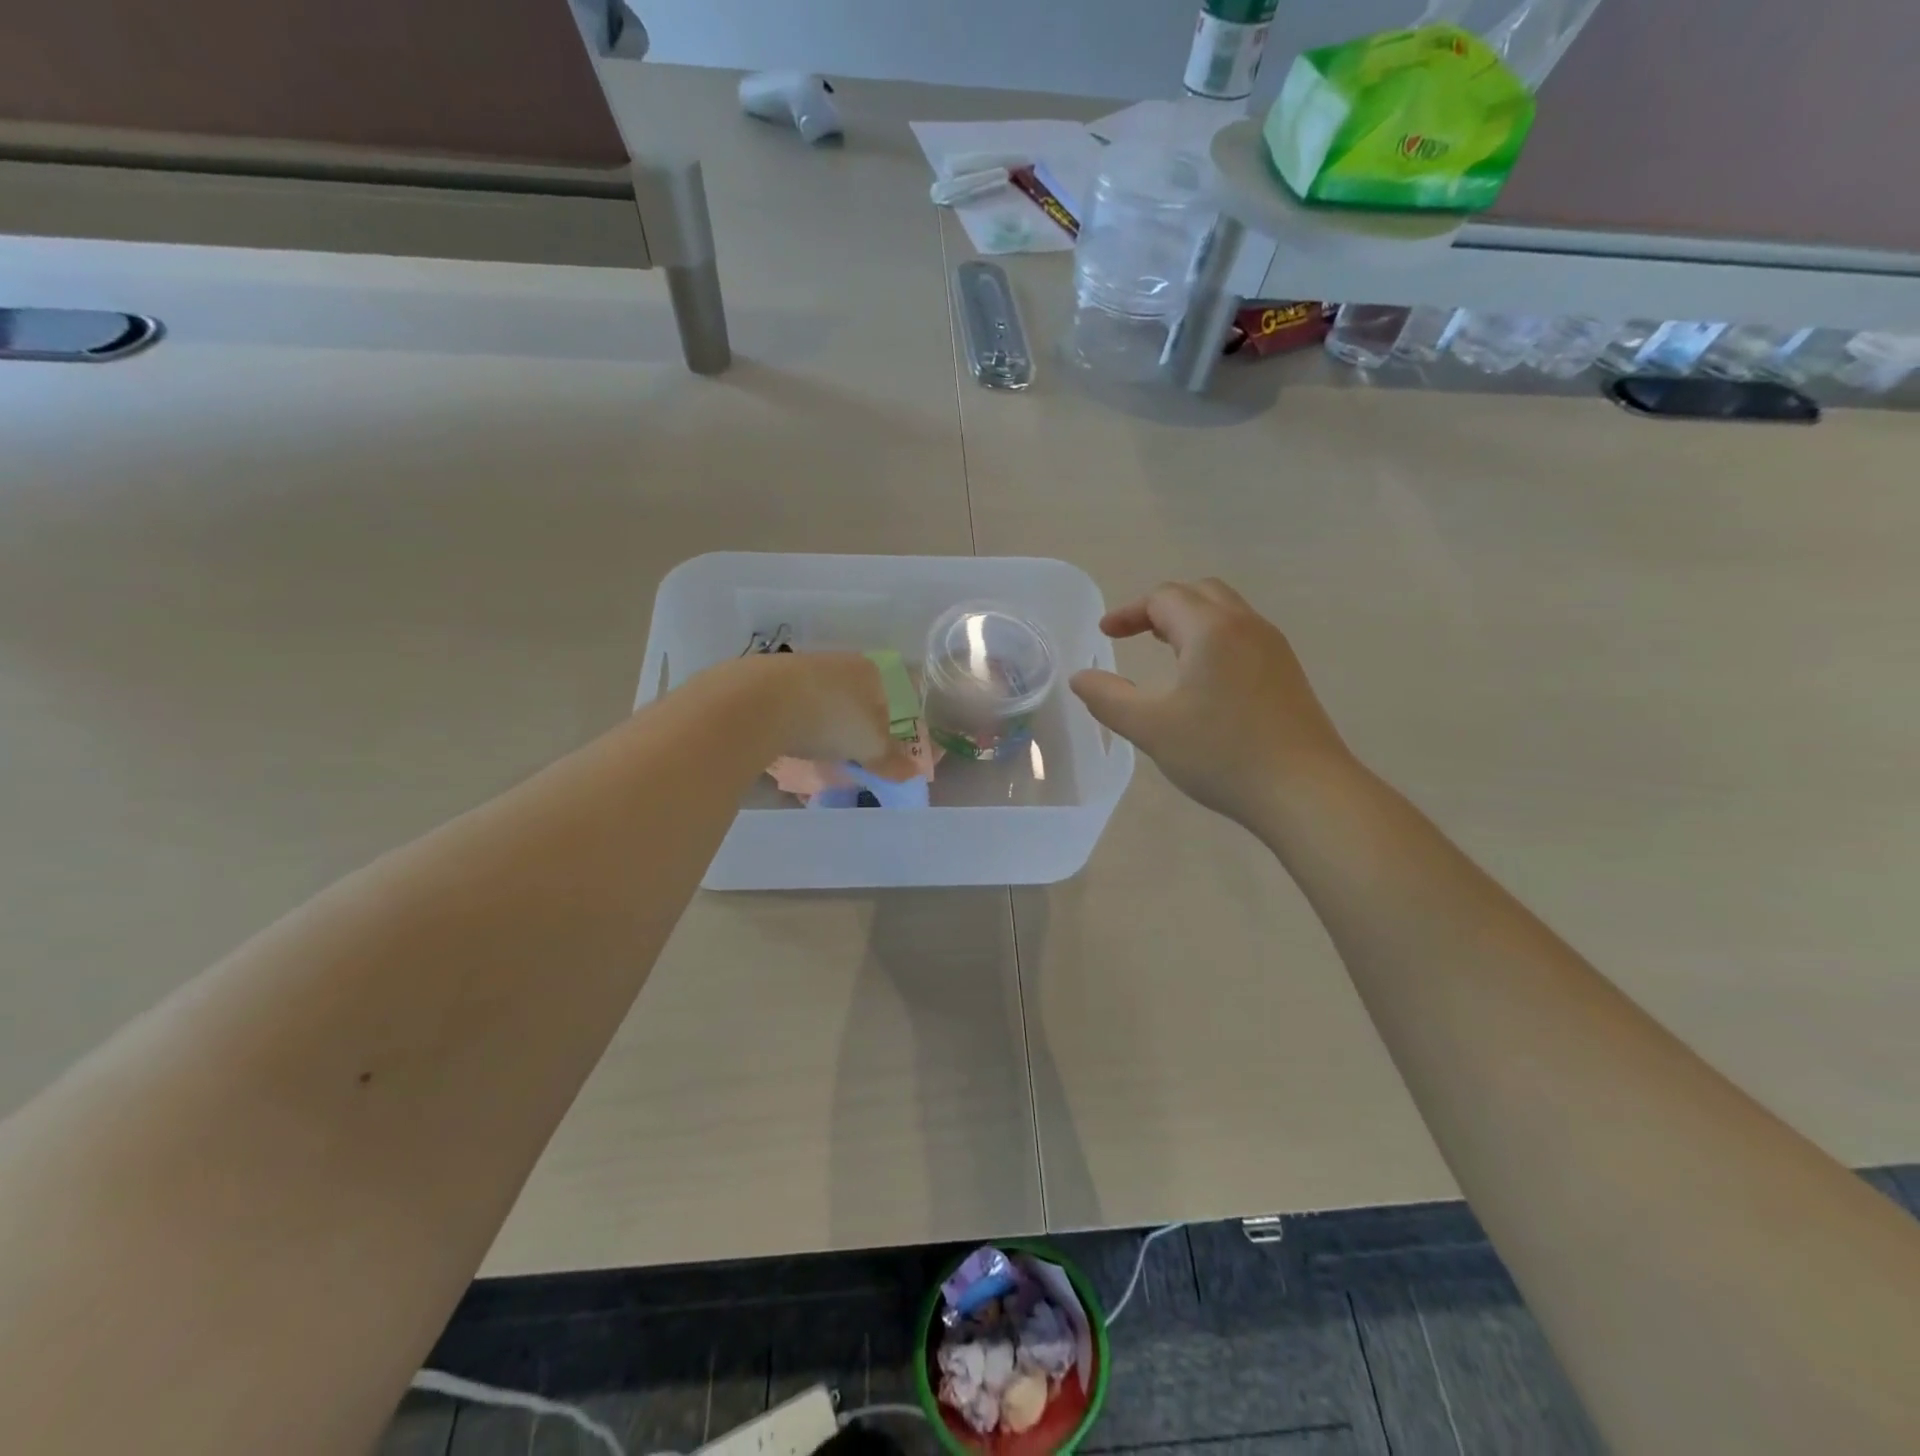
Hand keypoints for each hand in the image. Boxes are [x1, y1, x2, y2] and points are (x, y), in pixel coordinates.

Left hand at [739, 651, 918, 778]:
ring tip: (810, 751)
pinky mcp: (762, 678)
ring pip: (816, 700)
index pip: (886, 698)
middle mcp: (835, 661)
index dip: (883, 728)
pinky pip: (784, 705)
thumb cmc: (831, 719)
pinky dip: (787, 723)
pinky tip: (781, 741)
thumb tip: (913, 774)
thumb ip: (891, 760)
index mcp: (867, 670)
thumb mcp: (869, 746)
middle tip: (842, 754)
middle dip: (848, 726)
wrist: (758, 702)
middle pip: (850, 698)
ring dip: (816, 724)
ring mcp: (796, 666)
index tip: (872, 752)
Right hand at [1071, 579, 1353, 824]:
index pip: (1164, 598)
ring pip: (1227, 613)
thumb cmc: (1222, 754)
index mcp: (1211, 629)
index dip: (1128, 613)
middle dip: (1161, 608)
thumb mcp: (1151, 728)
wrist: (1305, 790)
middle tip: (1135, 635)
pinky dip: (1214, 640)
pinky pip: (1244, 636)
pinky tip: (1205, 680)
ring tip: (1166, 651)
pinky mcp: (1288, 673)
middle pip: (1200, 593)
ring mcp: (1274, 649)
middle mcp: (1247, 626)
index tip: (1105, 636)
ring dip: (1191, 621)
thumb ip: (1108, 698)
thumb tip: (1080, 677)